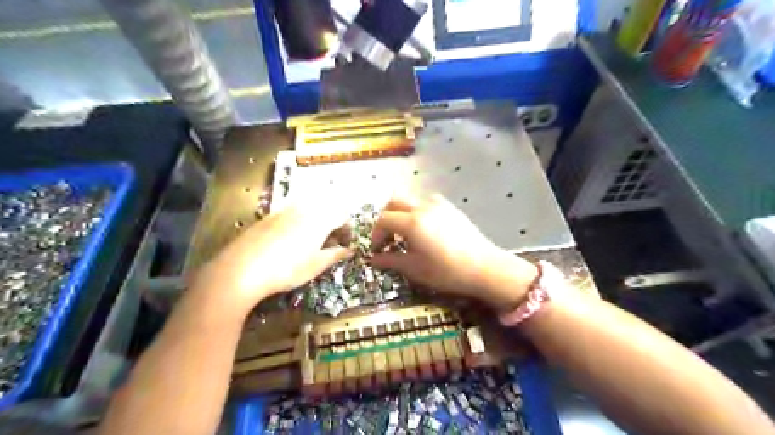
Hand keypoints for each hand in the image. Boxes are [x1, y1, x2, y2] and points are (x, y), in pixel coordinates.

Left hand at [190, 201, 350, 315]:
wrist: (242, 269)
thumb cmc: (286, 270)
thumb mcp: (315, 266)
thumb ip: (335, 255)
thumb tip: (349, 250)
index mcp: (320, 220)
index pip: (342, 217)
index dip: (347, 229)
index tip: (346, 244)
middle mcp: (305, 209)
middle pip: (327, 208)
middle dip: (333, 222)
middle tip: (331, 241)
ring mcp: (285, 210)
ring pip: (309, 207)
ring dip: (317, 219)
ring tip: (313, 239)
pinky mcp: (269, 216)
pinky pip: (292, 211)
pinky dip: (300, 220)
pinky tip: (291, 238)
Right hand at [369, 196, 539, 310]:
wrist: (484, 268)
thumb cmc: (447, 271)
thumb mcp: (414, 269)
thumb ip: (390, 261)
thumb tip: (372, 259)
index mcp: (412, 222)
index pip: (383, 220)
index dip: (376, 234)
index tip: (378, 249)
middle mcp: (423, 207)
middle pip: (393, 203)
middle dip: (385, 219)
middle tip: (387, 239)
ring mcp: (438, 205)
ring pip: (410, 200)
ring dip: (401, 214)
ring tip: (406, 234)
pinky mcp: (450, 208)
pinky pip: (426, 202)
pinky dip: (417, 212)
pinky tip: (425, 230)